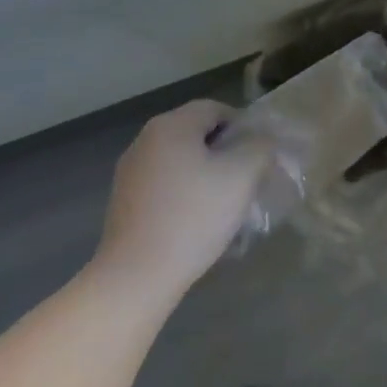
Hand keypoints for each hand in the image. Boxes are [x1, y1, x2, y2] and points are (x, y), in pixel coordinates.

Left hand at [92, 101, 271, 297]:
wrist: (135, 277)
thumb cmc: (193, 217)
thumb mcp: (242, 176)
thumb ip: (260, 147)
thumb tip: (262, 141)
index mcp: (171, 125)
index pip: (216, 109)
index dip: (243, 127)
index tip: (258, 156)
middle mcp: (145, 139)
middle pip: (197, 133)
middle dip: (226, 151)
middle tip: (246, 179)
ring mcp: (130, 171)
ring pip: (181, 159)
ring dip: (205, 173)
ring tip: (223, 203)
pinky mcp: (124, 201)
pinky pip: (164, 182)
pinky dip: (184, 192)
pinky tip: (196, 220)